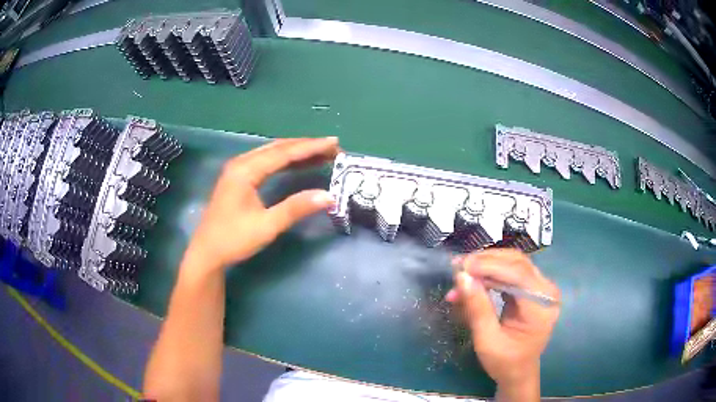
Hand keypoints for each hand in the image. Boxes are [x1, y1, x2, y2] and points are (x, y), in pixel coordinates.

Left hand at [183, 137, 338, 272]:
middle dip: (306, 146)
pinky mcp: (239, 178)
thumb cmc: (233, 239)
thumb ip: (296, 208)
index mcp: (246, 170)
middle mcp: (241, 163)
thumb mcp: (267, 226)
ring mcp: (238, 169)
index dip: (311, 147)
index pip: (284, 153)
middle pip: (278, 147)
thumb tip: (329, 196)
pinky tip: (298, 163)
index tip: (334, 143)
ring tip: (322, 153)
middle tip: (332, 148)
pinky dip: (285, 161)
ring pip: (272, 153)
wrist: (207, 252)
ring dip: (297, 152)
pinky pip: (266, 162)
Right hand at [446, 249, 559, 394]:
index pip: (518, 274)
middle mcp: (547, 291)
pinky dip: (491, 273)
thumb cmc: (504, 362)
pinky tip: (474, 279)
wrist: (519, 372)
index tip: (462, 268)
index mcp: (541, 307)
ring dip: (487, 265)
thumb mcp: (487, 341)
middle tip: (458, 267)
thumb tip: (462, 277)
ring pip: (514, 262)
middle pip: (517, 263)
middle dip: (486, 262)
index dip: (489, 266)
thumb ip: (477, 308)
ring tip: (462, 274)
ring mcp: (542, 287)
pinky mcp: (534, 288)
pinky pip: (512, 271)